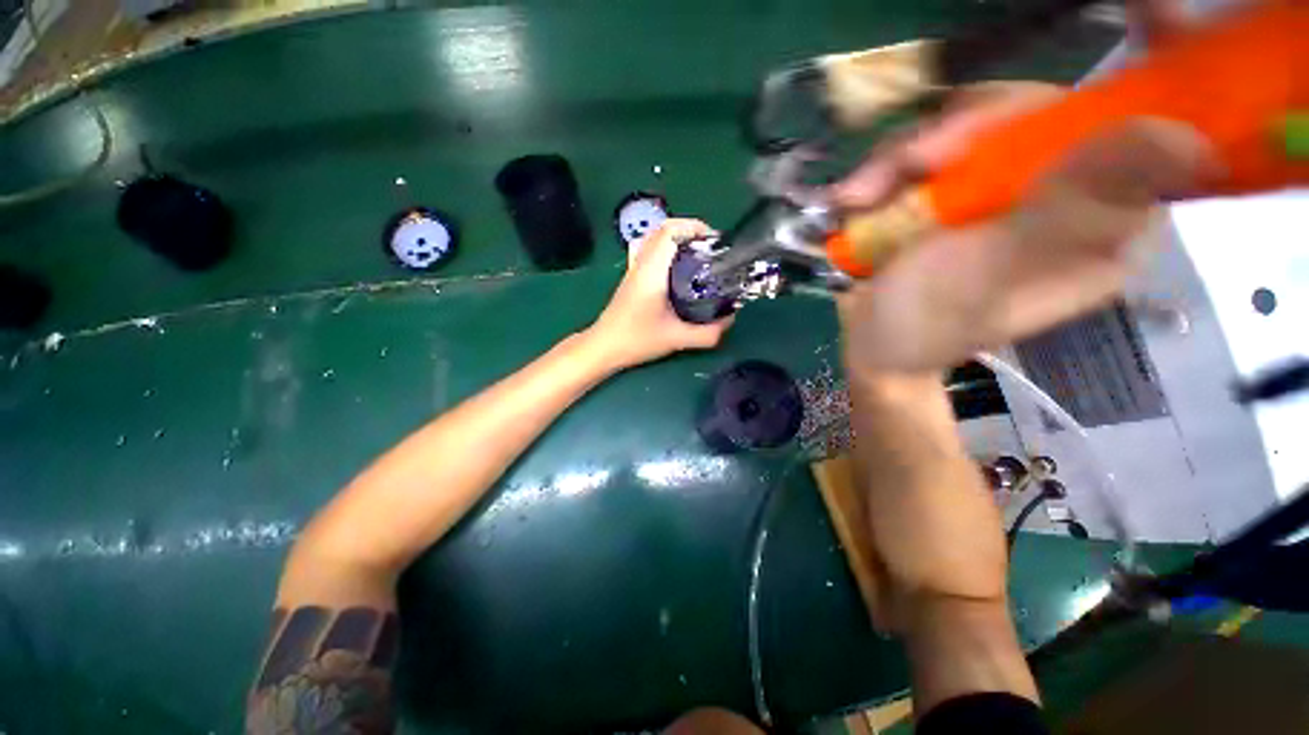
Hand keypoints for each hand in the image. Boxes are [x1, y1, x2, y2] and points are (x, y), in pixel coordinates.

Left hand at [585, 218, 732, 369]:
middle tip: (710, 249)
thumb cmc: (636, 340)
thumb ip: (707, 333)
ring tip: (696, 255)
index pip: (669, 231)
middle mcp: (641, 264)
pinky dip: (665, 251)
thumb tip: (730, 320)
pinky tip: (677, 270)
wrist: (604, 347)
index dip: (694, 227)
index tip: (714, 241)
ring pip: (654, 239)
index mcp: (652, 271)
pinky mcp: (631, 279)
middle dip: (689, 231)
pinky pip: (649, 252)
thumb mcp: (677, 339)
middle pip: (662, 229)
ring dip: (676, 240)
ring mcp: (633, 270)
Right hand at [833, 0, 1217, 372]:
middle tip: (908, 165)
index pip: (1125, 131)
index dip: (1094, 96)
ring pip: (971, 128)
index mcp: (1102, 227)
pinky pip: (928, 150)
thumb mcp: (989, 272)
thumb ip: (1069, 210)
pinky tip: (855, 197)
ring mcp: (1002, 190)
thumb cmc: (923, 322)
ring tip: (861, 195)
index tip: (1069, 65)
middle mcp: (1064, 197)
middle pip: (1033, 117)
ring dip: (904, 155)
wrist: (866, 341)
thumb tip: (1182, 138)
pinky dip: (885, 169)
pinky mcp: (953, 191)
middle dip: (959, 134)